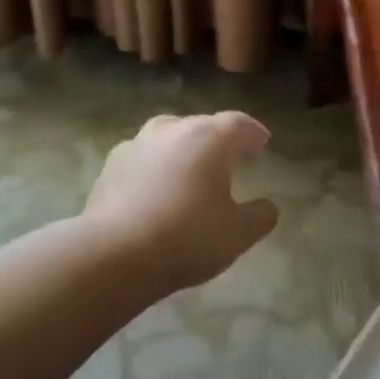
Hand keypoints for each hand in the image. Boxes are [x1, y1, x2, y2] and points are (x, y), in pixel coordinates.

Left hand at [82, 111, 279, 291]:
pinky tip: (156, 188)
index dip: (253, 133)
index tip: (261, 143)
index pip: (239, 124)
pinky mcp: (111, 164)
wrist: (113, 254)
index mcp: (210, 138)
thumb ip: (259, 217)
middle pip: (203, 125)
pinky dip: (155, 166)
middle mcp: (174, 129)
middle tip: (230, 158)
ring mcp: (138, 143)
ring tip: (190, 170)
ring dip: (184, 148)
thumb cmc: (186, 237)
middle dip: (219, 139)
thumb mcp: (237, 234)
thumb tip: (268, 207)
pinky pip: (144, 157)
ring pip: (169, 136)